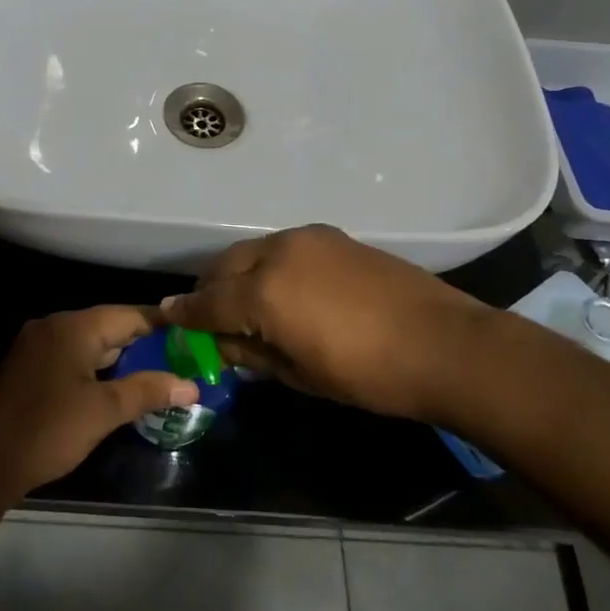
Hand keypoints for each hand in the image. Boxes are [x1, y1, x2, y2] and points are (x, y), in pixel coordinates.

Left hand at [0, 306, 198, 498]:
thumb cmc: (47, 429)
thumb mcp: (103, 411)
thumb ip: (148, 391)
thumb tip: (191, 384)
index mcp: (74, 327)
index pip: (129, 314)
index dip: (163, 325)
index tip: (194, 336)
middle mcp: (55, 326)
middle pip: (110, 326)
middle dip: (146, 344)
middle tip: (183, 360)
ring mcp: (39, 346)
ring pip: (92, 344)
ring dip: (123, 358)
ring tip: (160, 375)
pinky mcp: (31, 368)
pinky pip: (75, 358)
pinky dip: (99, 368)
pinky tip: (119, 388)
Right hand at [162, 225, 494, 422]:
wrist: (442, 344)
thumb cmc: (367, 374)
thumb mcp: (300, 375)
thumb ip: (252, 352)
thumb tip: (222, 341)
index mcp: (263, 292)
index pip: (208, 302)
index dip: (185, 314)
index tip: (167, 318)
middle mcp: (277, 253)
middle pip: (224, 267)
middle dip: (209, 290)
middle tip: (207, 315)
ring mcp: (306, 238)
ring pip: (252, 251)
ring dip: (237, 274)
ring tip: (243, 301)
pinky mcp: (331, 235)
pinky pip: (282, 247)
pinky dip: (268, 264)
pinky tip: (281, 287)